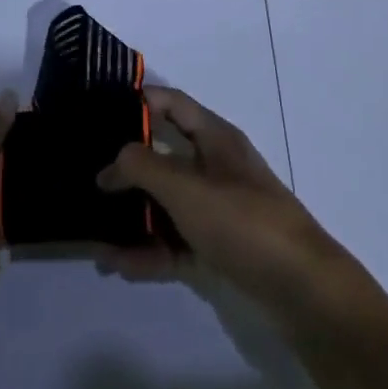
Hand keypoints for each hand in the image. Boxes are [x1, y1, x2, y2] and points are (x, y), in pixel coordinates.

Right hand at [96, 86, 386, 334]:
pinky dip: (150, 250)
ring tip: (92, 230)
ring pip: (167, 203)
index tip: (100, 108)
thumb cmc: (242, 220)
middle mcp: (216, 167)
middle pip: (165, 155)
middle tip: (86, 173)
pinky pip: (176, 241)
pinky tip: (118, 264)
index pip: (173, 104)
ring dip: (133, 216)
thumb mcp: (186, 187)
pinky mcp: (220, 247)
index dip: (140, 100)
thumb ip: (143, 167)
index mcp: (216, 138)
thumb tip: (111, 162)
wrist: (301, 287)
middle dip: (127, 166)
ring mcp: (219, 209)